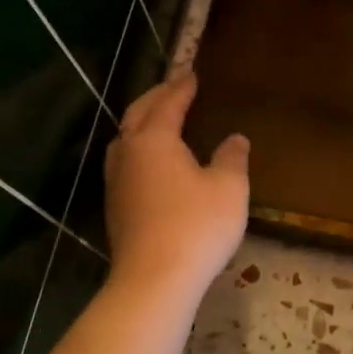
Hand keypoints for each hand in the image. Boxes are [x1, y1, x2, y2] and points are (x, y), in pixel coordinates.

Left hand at [104, 70, 248, 302]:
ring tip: (159, 118)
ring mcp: (117, 181)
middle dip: (157, 97)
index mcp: (154, 139)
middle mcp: (128, 153)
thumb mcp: (229, 188)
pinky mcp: (116, 206)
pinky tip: (152, 161)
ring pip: (125, 138)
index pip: (168, 103)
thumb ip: (232, 157)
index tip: (192, 74)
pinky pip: (126, 161)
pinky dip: (139, 147)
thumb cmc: (196, 226)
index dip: (182, 87)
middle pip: (138, 113)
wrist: (154, 279)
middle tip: (174, 86)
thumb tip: (235, 138)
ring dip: (142, 121)